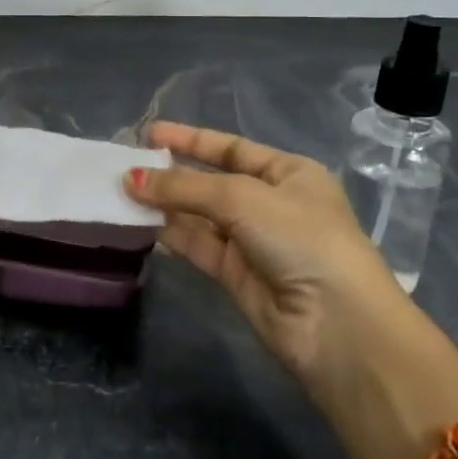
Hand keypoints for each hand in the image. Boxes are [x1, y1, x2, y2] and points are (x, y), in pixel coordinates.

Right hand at [126, 122, 411, 380]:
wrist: (337, 326)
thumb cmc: (302, 239)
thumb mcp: (244, 199)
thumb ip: (185, 187)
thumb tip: (130, 179)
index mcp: (289, 174)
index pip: (232, 149)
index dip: (191, 139)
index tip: (150, 133)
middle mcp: (270, 204)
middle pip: (211, 182)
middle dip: (171, 174)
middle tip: (125, 167)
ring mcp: (253, 241)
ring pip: (199, 215)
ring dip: (164, 204)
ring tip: (120, 192)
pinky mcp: (235, 274)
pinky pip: (196, 244)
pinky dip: (169, 233)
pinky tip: (139, 221)